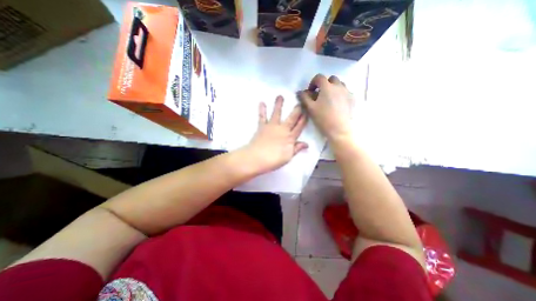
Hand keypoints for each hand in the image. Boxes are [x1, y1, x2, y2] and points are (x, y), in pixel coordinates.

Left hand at [244, 95, 307, 172]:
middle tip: (300, 102)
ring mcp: (271, 127)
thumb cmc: (273, 160)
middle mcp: (282, 129)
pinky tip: (262, 103)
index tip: (307, 112)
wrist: (256, 158)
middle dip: (296, 110)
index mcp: (289, 137)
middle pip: (291, 118)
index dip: (304, 120)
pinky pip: (262, 117)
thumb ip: (297, 149)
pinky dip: (262, 110)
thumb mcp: (288, 157)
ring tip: (280, 96)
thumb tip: (307, 144)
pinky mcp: (262, 127)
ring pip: (276, 114)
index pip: (299, 127)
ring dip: (278, 105)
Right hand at [295, 74, 354, 142]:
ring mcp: (347, 92)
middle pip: (331, 79)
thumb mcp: (310, 108)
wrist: (339, 129)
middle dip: (324, 84)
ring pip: (340, 84)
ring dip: (333, 88)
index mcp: (327, 87)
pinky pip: (346, 92)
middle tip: (320, 95)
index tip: (311, 91)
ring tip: (329, 99)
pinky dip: (340, 94)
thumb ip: (304, 98)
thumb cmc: (323, 118)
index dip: (313, 82)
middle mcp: (339, 86)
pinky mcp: (353, 99)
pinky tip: (337, 104)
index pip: (319, 77)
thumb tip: (299, 91)